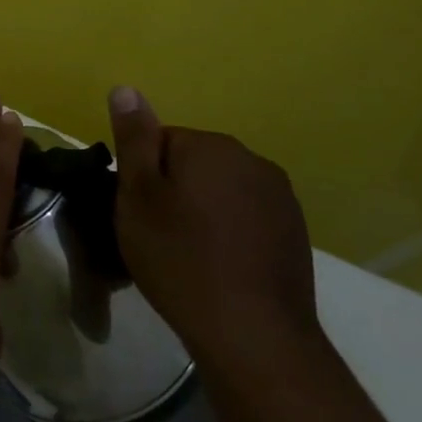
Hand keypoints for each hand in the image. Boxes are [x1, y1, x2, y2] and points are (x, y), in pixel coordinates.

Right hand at [107, 86, 319, 370]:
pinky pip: (245, 215)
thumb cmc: (179, 257)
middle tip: (154, 234)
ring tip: (185, 253)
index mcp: (211, 146)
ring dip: (199, 210)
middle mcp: (252, 160)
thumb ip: (134, 140)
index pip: (158, 142)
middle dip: (171, 190)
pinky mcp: (295, 232)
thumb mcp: (137, 195)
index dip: (140, 177)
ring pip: (219, 190)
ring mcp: (280, 197)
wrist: (252, 333)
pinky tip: (217, 264)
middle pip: (191, 163)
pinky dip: (227, 231)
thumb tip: (126, 89)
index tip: (135, 212)